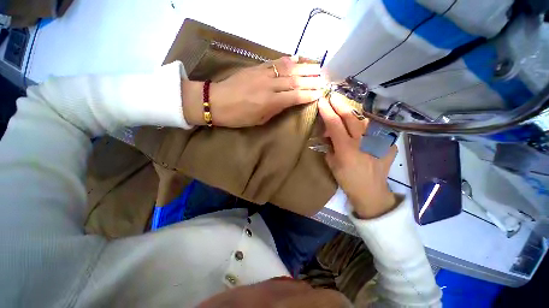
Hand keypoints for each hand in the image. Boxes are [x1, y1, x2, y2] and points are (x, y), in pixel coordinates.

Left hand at [182, 56, 324, 127]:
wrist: (216, 101)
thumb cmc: (238, 116)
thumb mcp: (258, 120)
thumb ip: (274, 110)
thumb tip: (287, 102)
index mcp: (269, 102)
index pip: (295, 96)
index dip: (308, 94)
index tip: (319, 93)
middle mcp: (269, 86)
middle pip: (295, 81)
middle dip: (311, 80)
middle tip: (324, 79)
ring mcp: (262, 74)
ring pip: (288, 69)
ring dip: (304, 68)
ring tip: (317, 67)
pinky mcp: (256, 67)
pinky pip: (275, 62)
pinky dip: (287, 60)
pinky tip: (296, 59)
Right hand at [318, 94, 397, 218]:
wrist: (371, 191)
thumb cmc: (347, 180)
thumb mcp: (332, 164)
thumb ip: (329, 147)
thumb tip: (328, 135)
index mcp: (346, 148)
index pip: (334, 123)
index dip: (327, 111)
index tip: (322, 101)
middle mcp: (363, 141)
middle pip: (350, 116)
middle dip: (339, 104)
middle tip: (333, 96)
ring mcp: (378, 141)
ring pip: (365, 119)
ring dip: (354, 112)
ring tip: (347, 110)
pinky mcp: (388, 143)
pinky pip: (376, 128)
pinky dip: (367, 125)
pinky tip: (362, 127)